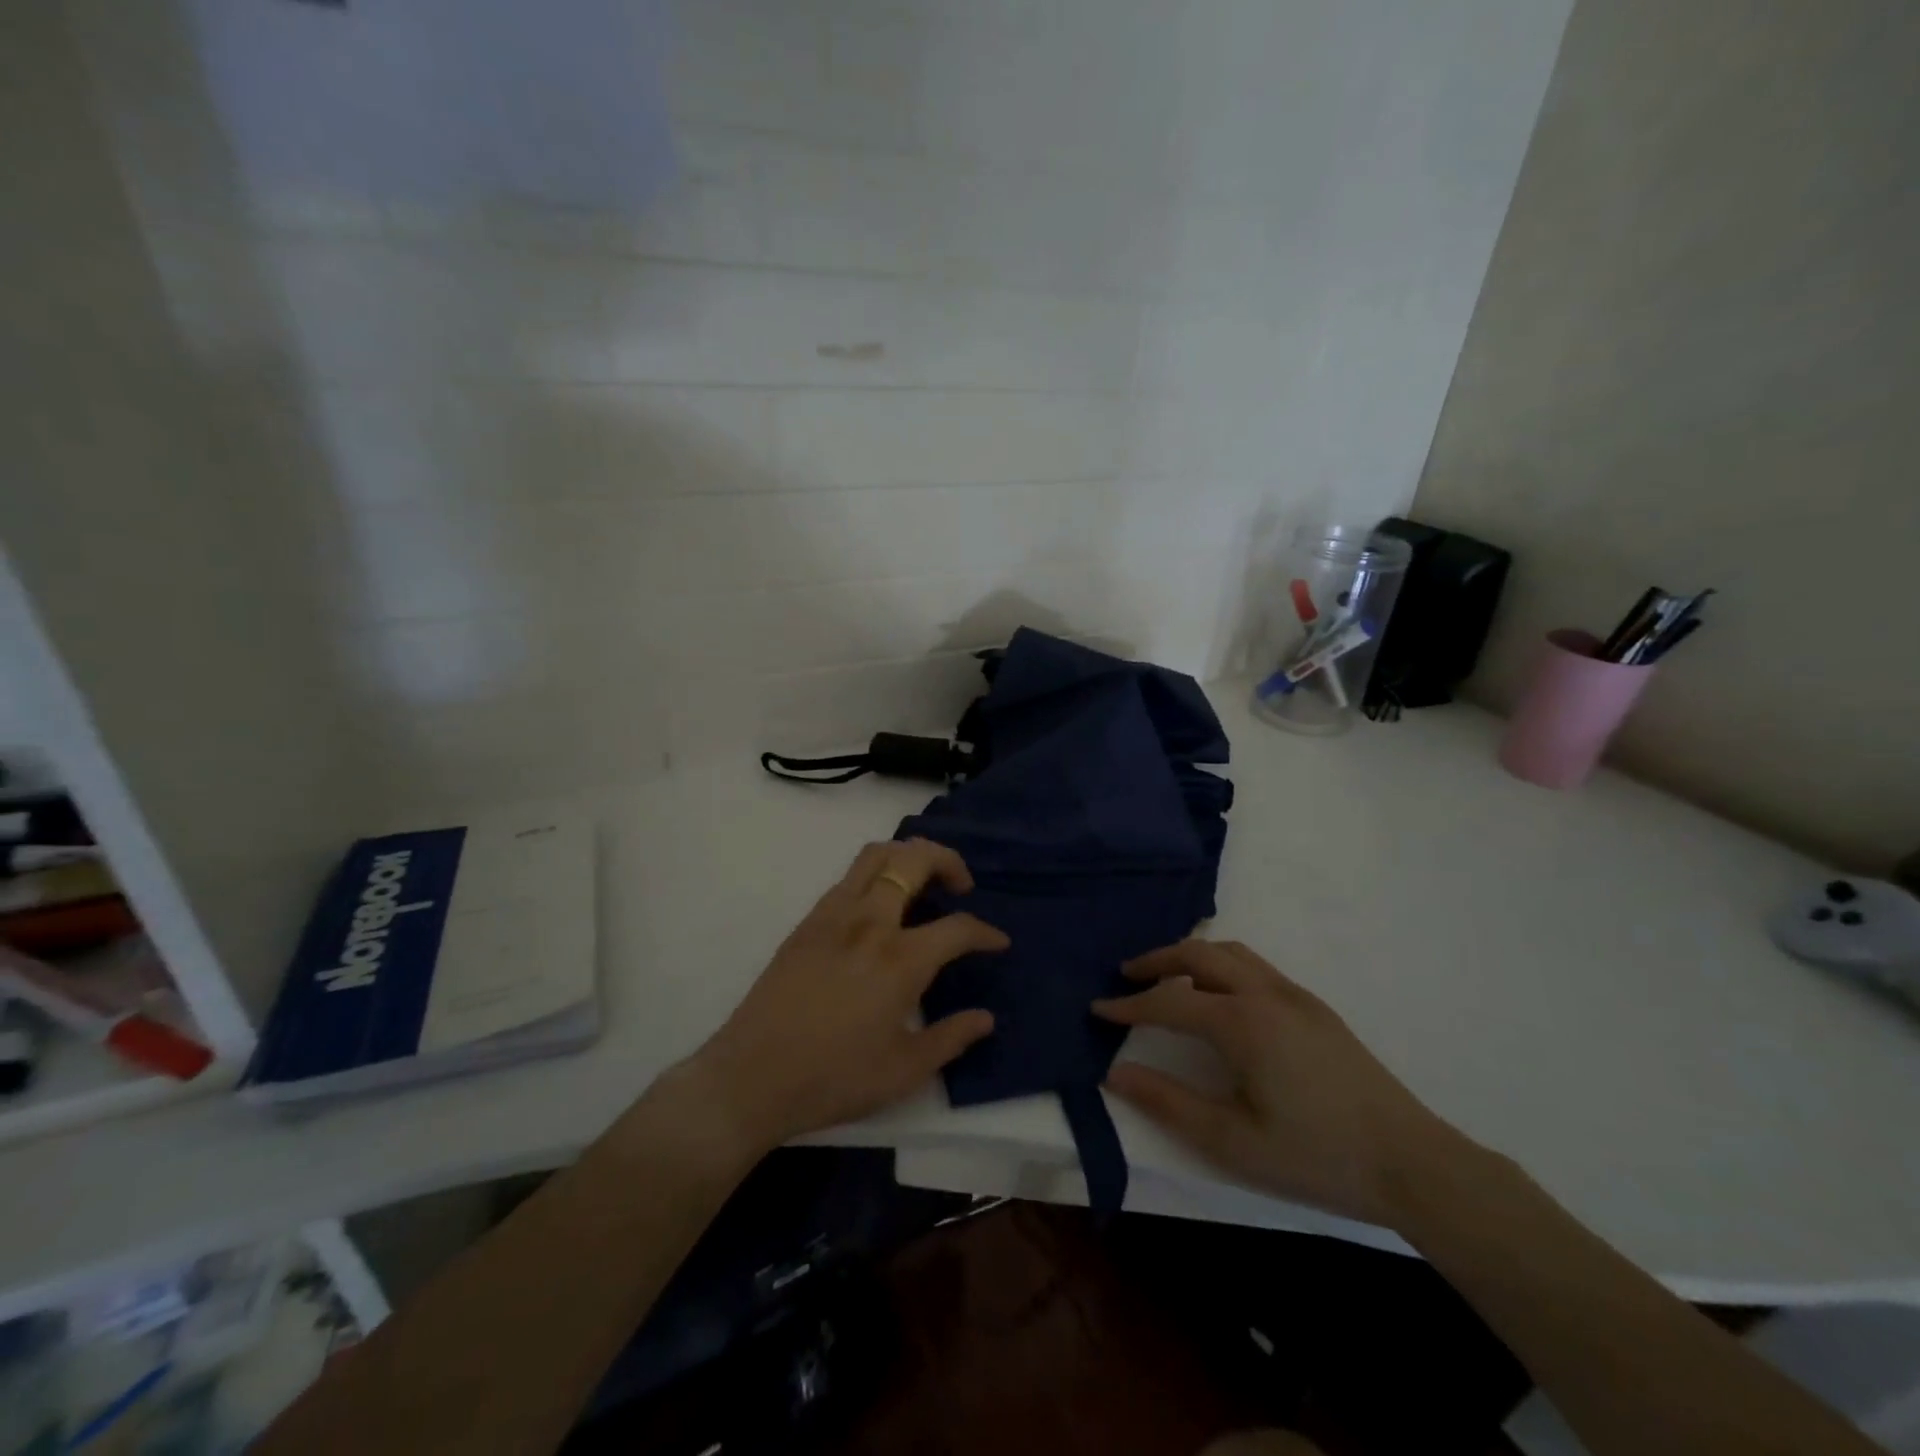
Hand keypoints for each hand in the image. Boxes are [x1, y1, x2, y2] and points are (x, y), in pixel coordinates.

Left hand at [681, 838, 1007, 1155]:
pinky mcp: (808, 921)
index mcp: (900, 959)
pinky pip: (849, 877)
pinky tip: (879, 907)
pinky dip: (875, 874)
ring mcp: (834, 915)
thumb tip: (986, 1018)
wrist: (751, 1077)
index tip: (998, 942)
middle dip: (948, 860)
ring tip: (922, 882)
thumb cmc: (833, 1078)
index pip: (958, 928)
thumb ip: (951, 1038)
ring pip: (877, 855)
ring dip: (908, 856)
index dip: (985, 933)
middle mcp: (870, 922)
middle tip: (961, 886)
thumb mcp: (904, 1071)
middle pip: (915, 859)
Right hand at [1093, 939, 1477, 1229]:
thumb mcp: (1233, 1142)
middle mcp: (1266, 994)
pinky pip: (1255, 966)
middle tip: (1126, 976)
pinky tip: (1218, 996)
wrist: (1413, 1163)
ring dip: (1191, 956)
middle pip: (1198, 955)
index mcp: (1243, 1023)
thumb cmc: (1316, 1156)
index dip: (1129, 1006)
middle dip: (1156, 960)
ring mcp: (1295, 995)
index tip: (1098, 1008)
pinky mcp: (1315, 1007)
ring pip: (1231, 953)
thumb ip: (1169, 1103)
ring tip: (1167, 978)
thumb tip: (1116, 1072)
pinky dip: (1221, 965)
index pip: (1169, 1002)